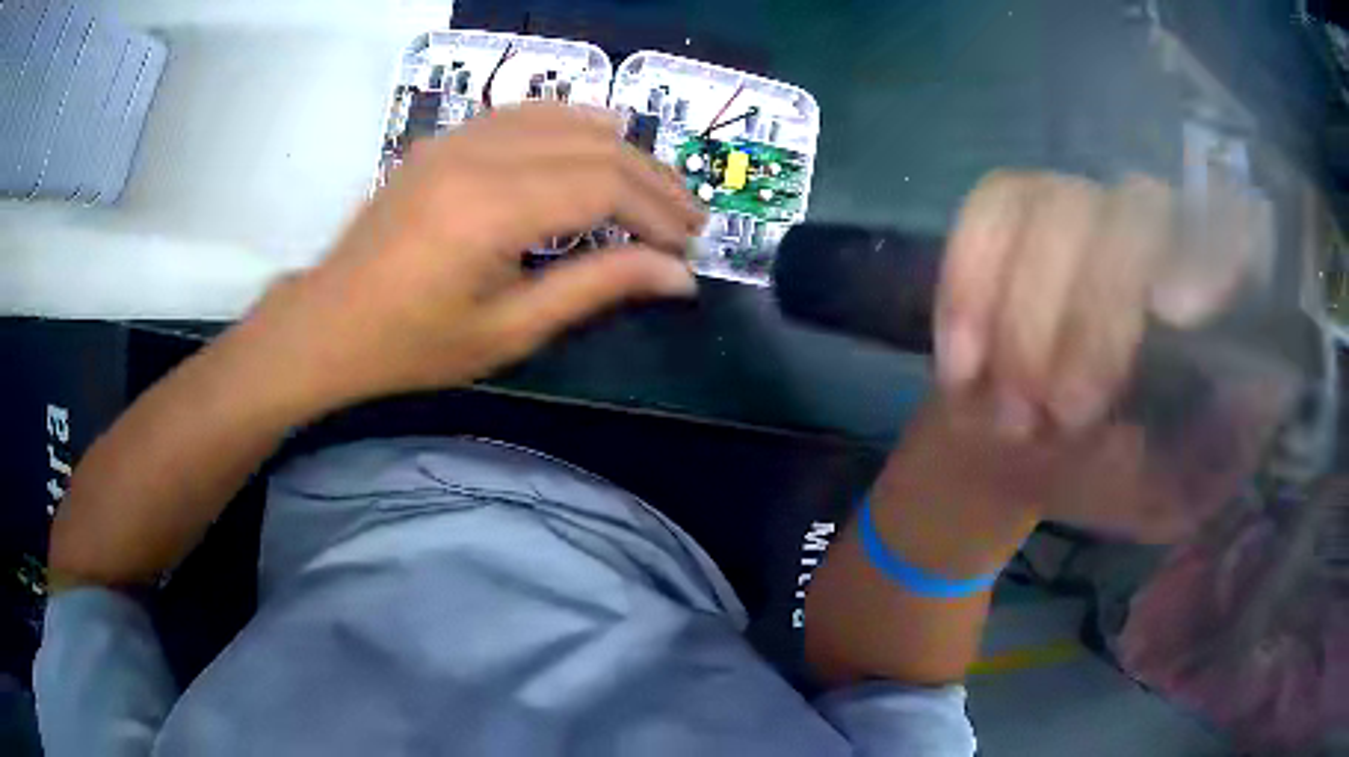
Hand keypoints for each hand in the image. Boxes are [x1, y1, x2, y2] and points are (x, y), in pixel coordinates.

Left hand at [253, 104, 704, 412]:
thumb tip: (678, 275)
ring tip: (655, 186)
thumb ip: (596, 290)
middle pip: (594, 147)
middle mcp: (479, 156)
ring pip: (565, 120)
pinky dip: (572, 123)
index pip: (604, 186)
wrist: (328, 323)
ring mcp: (458, 139)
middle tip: (689, 220)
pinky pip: (524, 113)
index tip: (690, 247)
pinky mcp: (446, 140)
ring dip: (620, 149)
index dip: (658, 213)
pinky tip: (598, 137)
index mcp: (491, 210)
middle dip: (653, 182)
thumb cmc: (411, 345)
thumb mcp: (508, 331)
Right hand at [925, 170, 1272, 540]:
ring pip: (1052, 209)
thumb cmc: (1095, 479)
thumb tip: (1270, 386)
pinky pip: (985, 214)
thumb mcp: (1165, 495)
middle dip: (1092, 319)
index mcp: (1195, 294)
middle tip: (1061, 415)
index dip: (1209, 242)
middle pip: (1133, 212)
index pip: (1224, 223)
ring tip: (1010, 411)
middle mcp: (1145, 232)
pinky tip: (961, 362)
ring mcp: (1073, 209)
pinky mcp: (1006, 213)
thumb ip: (1220, 455)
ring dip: (1024, 319)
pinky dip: (969, 286)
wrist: (1004, 458)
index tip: (1178, 311)